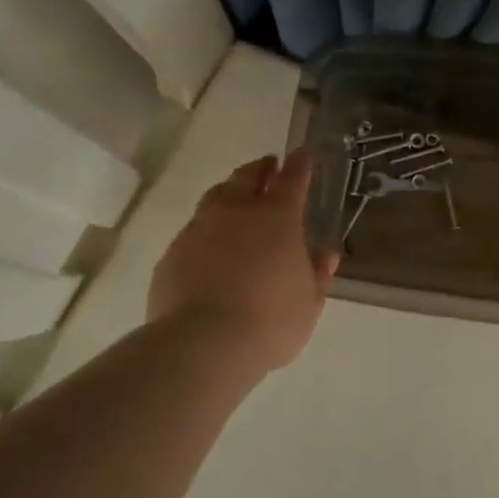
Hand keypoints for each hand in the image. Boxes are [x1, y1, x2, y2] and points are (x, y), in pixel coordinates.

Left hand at [148, 151, 337, 371]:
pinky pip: (193, 230)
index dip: (299, 164)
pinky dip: (207, 229)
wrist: (203, 344)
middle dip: (261, 168)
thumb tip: (324, 253)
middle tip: (268, 166)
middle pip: (248, 176)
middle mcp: (236, 211)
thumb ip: (317, 273)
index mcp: (277, 217)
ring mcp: (200, 228)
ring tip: (236, 196)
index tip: (301, 153)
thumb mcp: (309, 302)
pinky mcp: (173, 252)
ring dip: (230, 191)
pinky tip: (209, 245)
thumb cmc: (270, 322)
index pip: (292, 179)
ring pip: (216, 196)